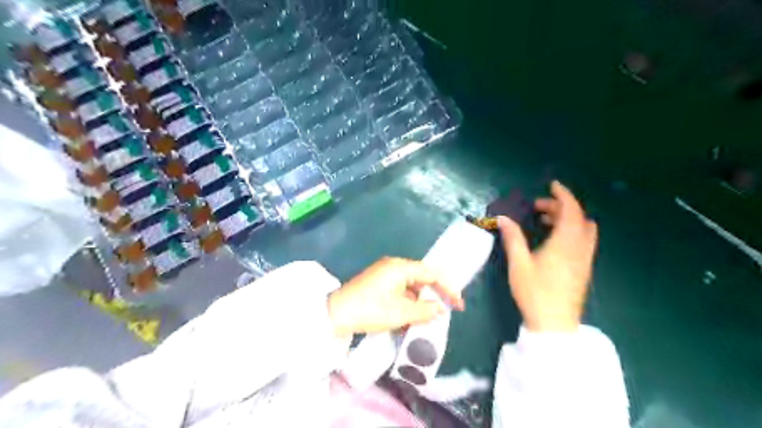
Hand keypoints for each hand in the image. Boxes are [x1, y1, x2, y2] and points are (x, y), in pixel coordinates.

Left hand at [331, 258, 467, 337]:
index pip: (431, 274)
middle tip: (443, 310)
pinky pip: (399, 288)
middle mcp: (393, 265)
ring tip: (425, 316)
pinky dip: (407, 300)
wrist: (336, 314)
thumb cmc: (371, 310)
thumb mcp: (402, 313)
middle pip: (421, 277)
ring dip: (419, 299)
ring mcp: (383, 273)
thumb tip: (439, 308)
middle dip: (433, 293)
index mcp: (401, 267)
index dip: (447, 288)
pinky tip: (408, 314)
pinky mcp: (376, 282)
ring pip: (410, 284)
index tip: (458, 304)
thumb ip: (425, 310)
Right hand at [498, 180, 598, 330]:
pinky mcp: (584, 269)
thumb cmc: (534, 292)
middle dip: (560, 207)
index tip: (552, 185)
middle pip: (578, 218)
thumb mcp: (519, 264)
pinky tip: (554, 240)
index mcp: (565, 243)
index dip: (563, 195)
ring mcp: (585, 259)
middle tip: (538, 208)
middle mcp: (580, 247)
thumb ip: (513, 238)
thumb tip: (502, 219)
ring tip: (545, 222)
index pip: (570, 210)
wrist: (554, 324)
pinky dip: (572, 231)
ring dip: (568, 219)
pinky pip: (584, 240)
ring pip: (584, 229)